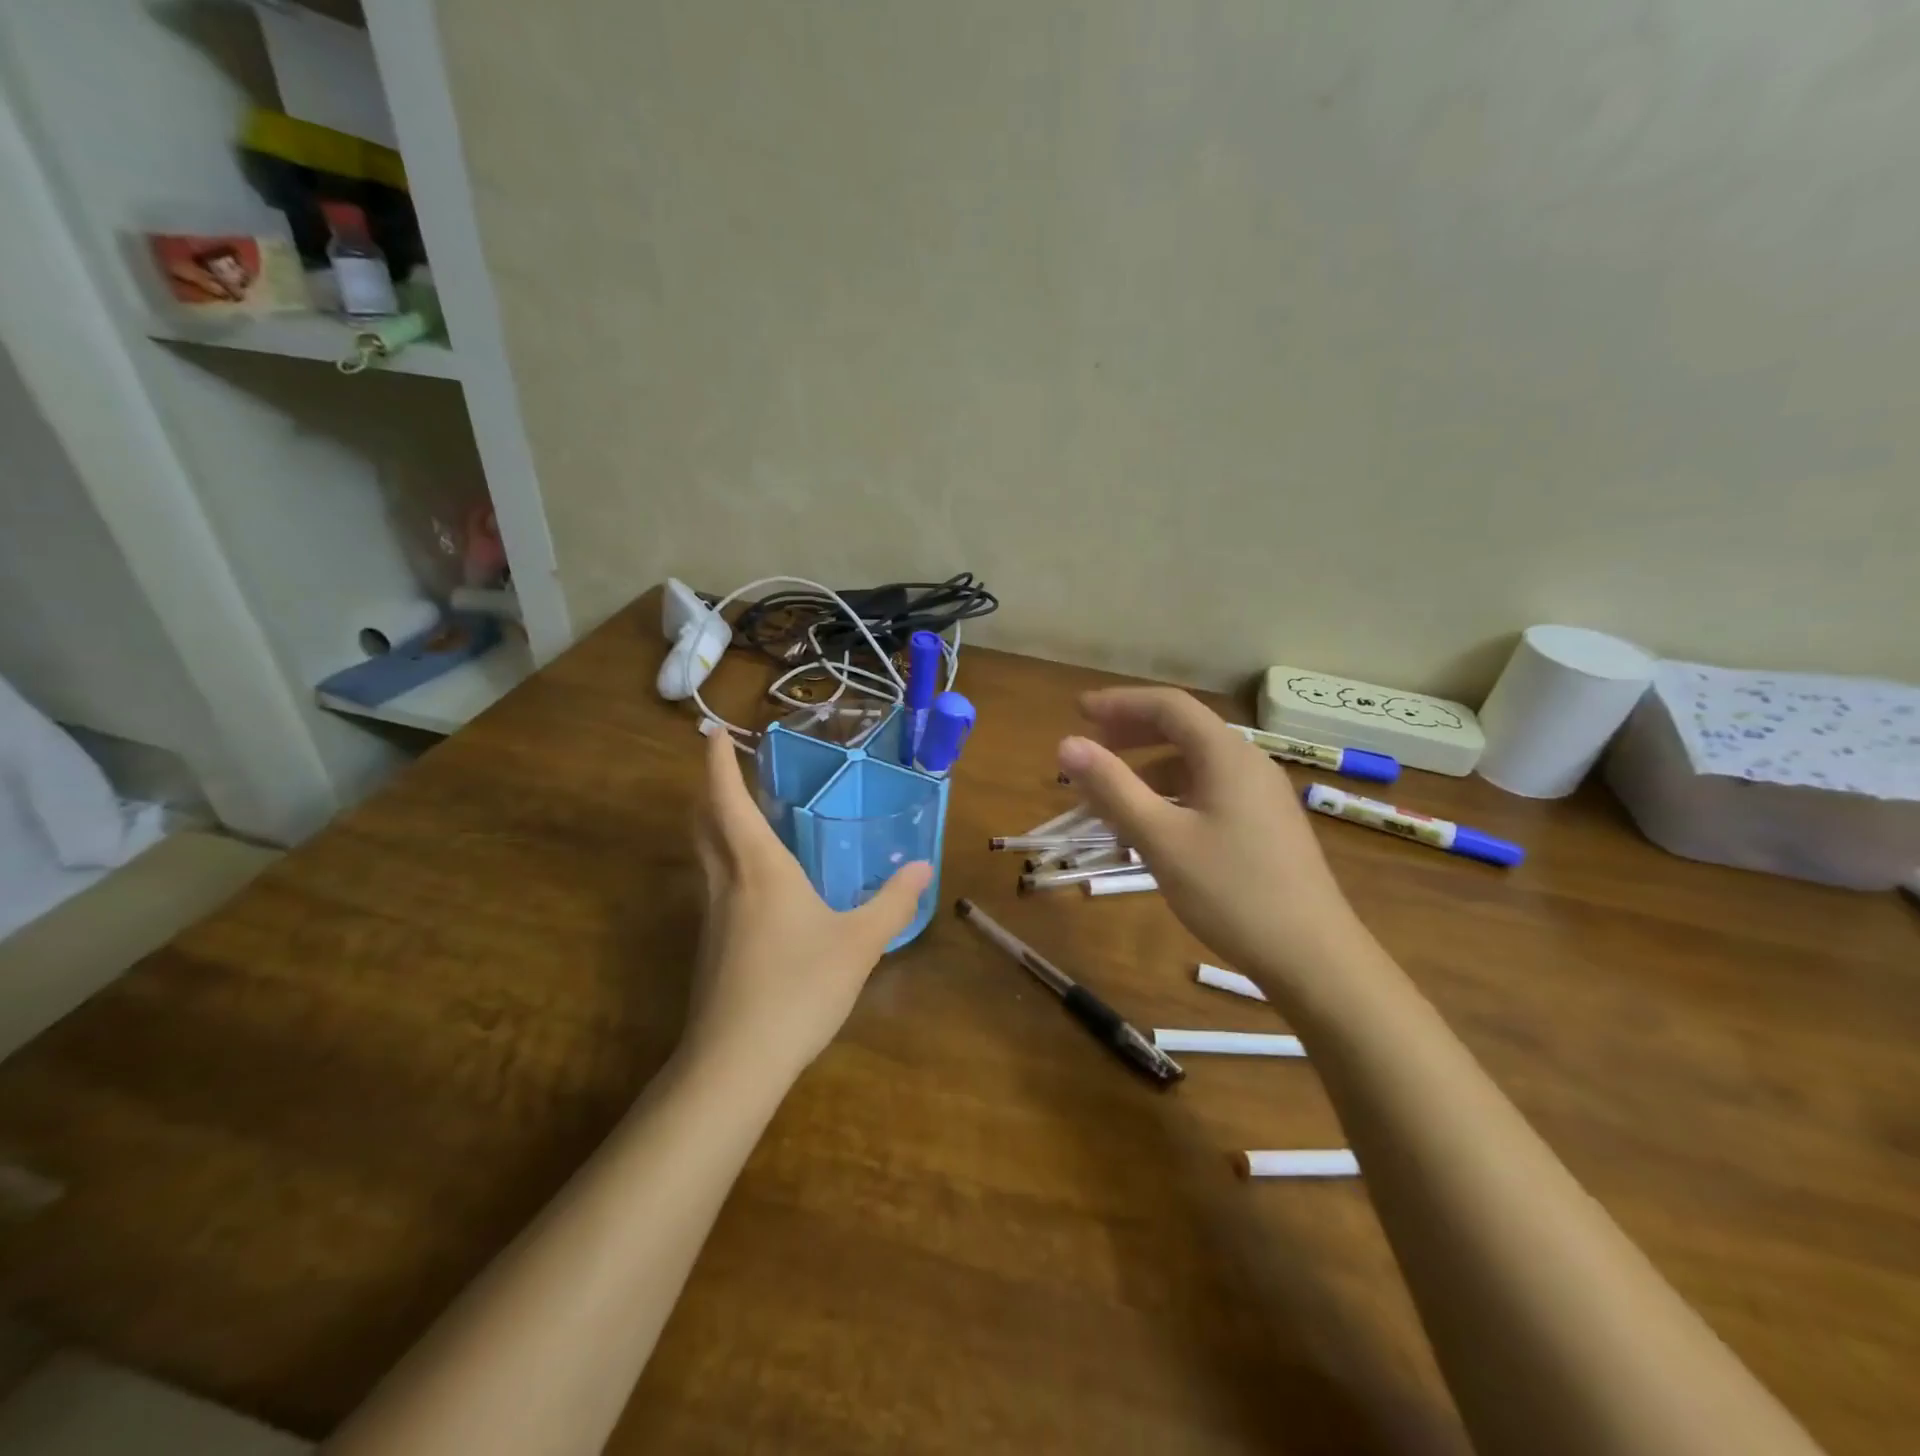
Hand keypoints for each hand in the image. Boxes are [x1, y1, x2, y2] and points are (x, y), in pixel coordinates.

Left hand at [685, 727, 932, 1081]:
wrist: (735, 1062)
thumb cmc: (799, 987)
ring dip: (716, 826)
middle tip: (725, 767)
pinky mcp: (711, 948)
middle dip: (710, 790)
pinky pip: (714, 886)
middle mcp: (727, 883)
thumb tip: (923, 867)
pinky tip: (757, 886)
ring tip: (744, 816)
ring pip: (705, 856)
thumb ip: (892, 901)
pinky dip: (727, 864)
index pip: (729, 801)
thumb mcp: (859, 943)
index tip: (711, 731)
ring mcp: (712, 917)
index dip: (717, 763)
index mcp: (759, 868)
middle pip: (704, 823)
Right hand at [1058, 688, 1370, 992]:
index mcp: (1226, 755)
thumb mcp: (1161, 839)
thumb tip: (1067, 744)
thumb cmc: (1231, 892)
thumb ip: (1112, 788)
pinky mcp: (1265, 824)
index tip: (1078, 712)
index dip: (1119, 703)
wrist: (1313, 958)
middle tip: (1091, 749)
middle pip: (1184, 730)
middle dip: (1132, 733)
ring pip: (1195, 764)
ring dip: (1149, 770)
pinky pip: (1210, 791)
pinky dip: (1173, 795)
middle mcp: (1248, 763)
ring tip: (1111, 799)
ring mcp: (1262, 795)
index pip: (1168, 706)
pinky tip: (1154, 827)